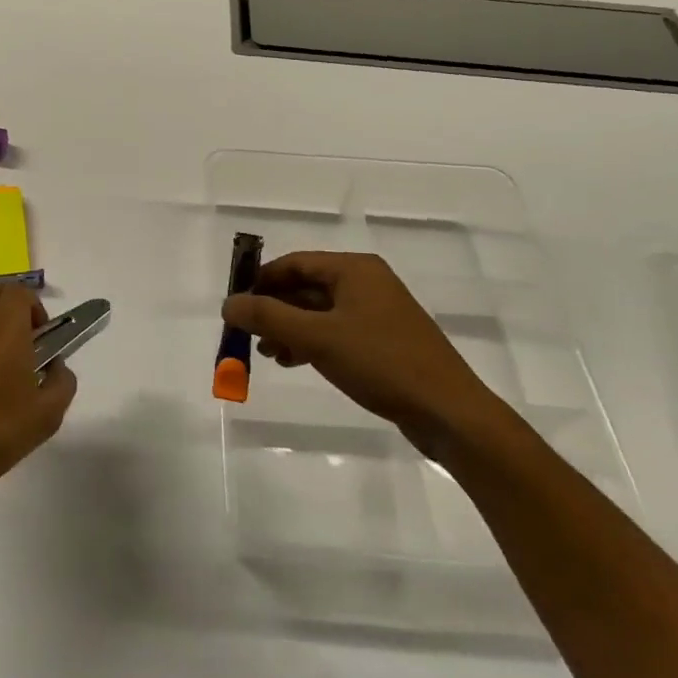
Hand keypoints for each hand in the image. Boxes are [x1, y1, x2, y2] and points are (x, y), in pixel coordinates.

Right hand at [222, 251, 510, 453]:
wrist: (450, 413)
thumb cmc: (381, 363)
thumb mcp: (318, 337)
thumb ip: (268, 316)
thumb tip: (228, 303)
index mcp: (354, 269)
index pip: (294, 263)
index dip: (260, 281)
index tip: (235, 306)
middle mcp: (366, 282)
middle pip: (305, 287)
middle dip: (273, 309)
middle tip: (247, 334)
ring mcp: (377, 312)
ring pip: (319, 312)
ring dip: (289, 328)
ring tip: (268, 353)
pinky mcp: (384, 341)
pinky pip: (336, 331)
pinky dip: (311, 342)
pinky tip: (295, 361)